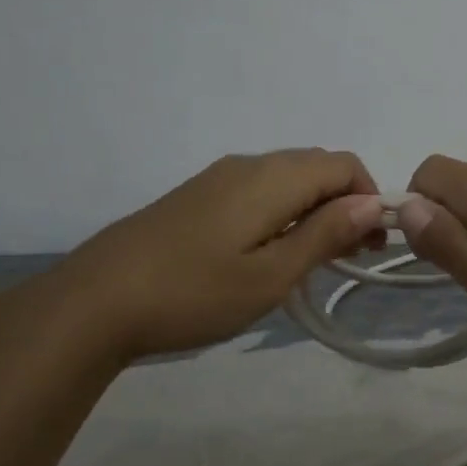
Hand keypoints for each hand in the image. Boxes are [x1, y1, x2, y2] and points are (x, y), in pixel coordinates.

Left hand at [46, 149, 387, 364]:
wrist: (94, 301)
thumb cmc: (193, 293)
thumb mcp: (270, 275)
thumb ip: (324, 234)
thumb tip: (372, 203)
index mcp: (272, 177)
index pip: (344, 164)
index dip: (370, 197)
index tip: (371, 246)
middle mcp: (248, 164)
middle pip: (317, 166)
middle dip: (345, 203)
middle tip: (347, 257)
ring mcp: (218, 178)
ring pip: (287, 178)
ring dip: (314, 209)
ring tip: (312, 260)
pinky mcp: (197, 196)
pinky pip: (258, 190)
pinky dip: (282, 212)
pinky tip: (267, 253)